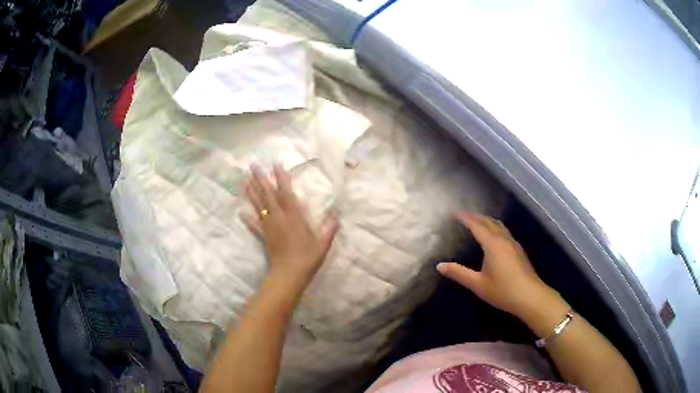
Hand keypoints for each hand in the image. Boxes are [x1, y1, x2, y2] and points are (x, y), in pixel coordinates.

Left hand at [241, 164, 338, 287]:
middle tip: (252, 165)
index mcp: (294, 216)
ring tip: (245, 179)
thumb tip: (337, 215)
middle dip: (260, 179)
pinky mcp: (263, 237)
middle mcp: (279, 218)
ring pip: (258, 206)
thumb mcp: (323, 243)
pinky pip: (254, 225)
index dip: (281, 178)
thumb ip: (329, 228)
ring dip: (251, 192)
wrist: (288, 275)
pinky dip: (247, 218)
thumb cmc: (307, 259)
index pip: (286, 192)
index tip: (275, 164)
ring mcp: (269, 227)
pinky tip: (241, 212)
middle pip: (267, 195)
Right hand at [437, 212, 554, 318]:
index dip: (465, 218)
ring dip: (486, 220)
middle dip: (475, 216)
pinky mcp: (518, 250)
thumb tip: (439, 266)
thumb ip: (459, 273)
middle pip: (489, 221)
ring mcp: (513, 243)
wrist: (530, 296)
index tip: (454, 213)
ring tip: (477, 221)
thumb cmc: (503, 290)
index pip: (476, 225)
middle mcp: (503, 239)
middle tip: (463, 215)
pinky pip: (504, 231)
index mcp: (492, 244)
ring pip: (499, 225)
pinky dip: (494, 227)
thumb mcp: (478, 284)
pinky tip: (493, 236)